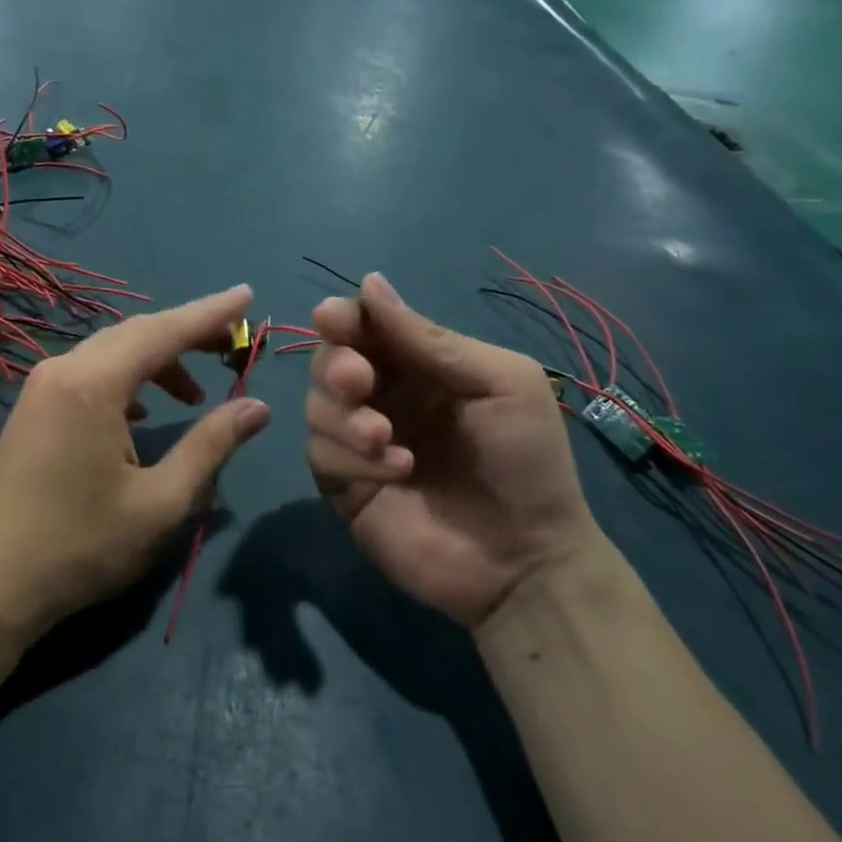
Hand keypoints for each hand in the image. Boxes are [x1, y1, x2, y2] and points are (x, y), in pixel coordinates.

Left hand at [0, 285, 270, 644]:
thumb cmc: (79, 546)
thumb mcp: (160, 503)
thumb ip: (211, 446)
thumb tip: (257, 407)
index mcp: (94, 384)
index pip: (164, 332)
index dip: (210, 313)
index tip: (246, 295)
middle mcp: (63, 370)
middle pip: (135, 334)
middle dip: (186, 334)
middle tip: (229, 345)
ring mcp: (40, 388)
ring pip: (109, 354)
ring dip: (155, 363)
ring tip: (194, 395)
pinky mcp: (31, 410)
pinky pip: (87, 375)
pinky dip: (124, 382)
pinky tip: (141, 415)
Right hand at [306, 273, 598, 630]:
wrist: (525, 560)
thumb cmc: (523, 461)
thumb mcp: (498, 383)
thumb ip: (430, 339)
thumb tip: (368, 282)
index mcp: (420, 367)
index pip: (367, 328)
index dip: (344, 318)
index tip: (332, 318)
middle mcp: (384, 397)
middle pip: (330, 361)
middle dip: (337, 366)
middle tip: (360, 383)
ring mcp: (359, 443)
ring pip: (316, 405)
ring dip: (344, 415)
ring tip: (385, 438)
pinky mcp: (344, 485)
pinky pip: (321, 454)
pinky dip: (351, 457)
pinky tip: (396, 471)